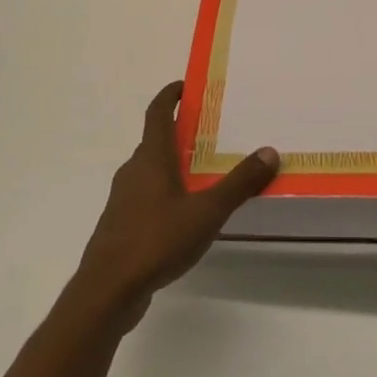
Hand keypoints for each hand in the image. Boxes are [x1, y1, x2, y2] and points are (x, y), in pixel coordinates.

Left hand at [73, 82, 278, 322]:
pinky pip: (146, 196)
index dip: (170, 95)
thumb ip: (239, 183)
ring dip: (173, 164)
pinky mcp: (121, 225)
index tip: (186, 85)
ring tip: (203, 172)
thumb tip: (269, 151)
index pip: (157, 112)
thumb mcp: (207, 211)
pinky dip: (165, 192)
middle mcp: (134, 170)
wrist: (107, 290)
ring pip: (150, 170)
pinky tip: (185, 214)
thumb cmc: (156, 240)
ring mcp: (124, 199)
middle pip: (156, 140)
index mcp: (151, 157)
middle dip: (180, 132)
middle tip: (210, 131)